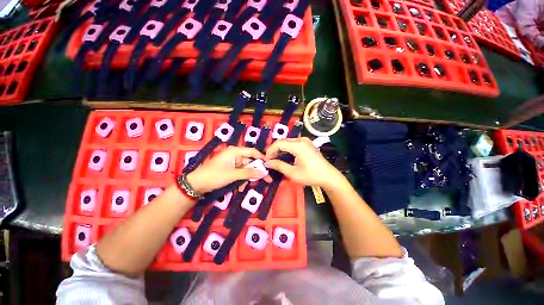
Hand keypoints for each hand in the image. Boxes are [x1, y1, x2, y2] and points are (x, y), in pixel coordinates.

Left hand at [186, 146, 264, 193]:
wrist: (196, 184)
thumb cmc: (214, 176)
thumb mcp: (233, 175)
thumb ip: (249, 173)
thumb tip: (264, 172)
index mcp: (235, 151)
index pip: (252, 152)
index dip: (262, 158)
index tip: (270, 166)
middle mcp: (235, 155)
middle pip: (250, 161)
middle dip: (256, 172)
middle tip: (267, 179)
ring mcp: (232, 162)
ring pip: (246, 169)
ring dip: (247, 178)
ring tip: (245, 187)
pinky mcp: (230, 169)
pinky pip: (240, 173)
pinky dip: (241, 179)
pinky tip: (240, 188)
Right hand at [264, 137, 344, 189]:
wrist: (328, 176)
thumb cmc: (311, 176)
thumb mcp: (293, 173)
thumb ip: (279, 166)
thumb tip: (267, 163)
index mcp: (298, 145)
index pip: (279, 143)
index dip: (270, 150)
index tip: (266, 159)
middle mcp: (301, 140)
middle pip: (282, 141)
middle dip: (274, 150)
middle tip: (269, 160)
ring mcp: (305, 140)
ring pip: (287, 142)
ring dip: (280, 149)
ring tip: (275, 159)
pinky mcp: (307, 143)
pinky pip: (292, 143)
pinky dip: (286, 149)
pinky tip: (284, 156)